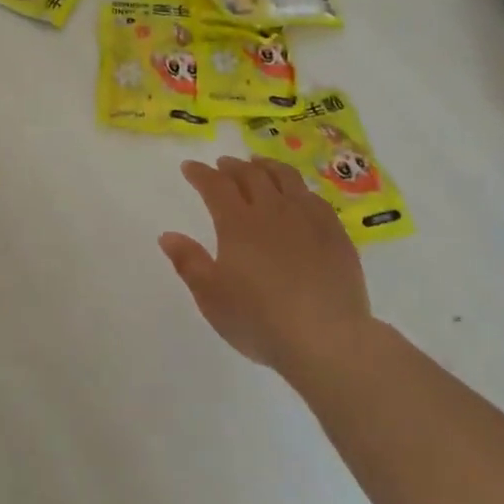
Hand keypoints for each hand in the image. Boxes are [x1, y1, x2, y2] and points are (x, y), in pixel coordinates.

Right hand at [160, 156, 373, 383]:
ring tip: (259, 165)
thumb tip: (168, 235)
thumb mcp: (211, 297)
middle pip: (251, 175)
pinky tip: (297, 195)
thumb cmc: (259, 320)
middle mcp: (273, 211)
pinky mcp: (335, 233)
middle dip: (232, 167)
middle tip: (222, 165)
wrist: (326, 338)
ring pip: (286, 178)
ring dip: (267, 167)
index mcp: (238, 223)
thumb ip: (188, 262)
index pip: (215, 186)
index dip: (200, 174)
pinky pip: (313, 197)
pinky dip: (297, 188)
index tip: (189, 167)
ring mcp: (308, 219)